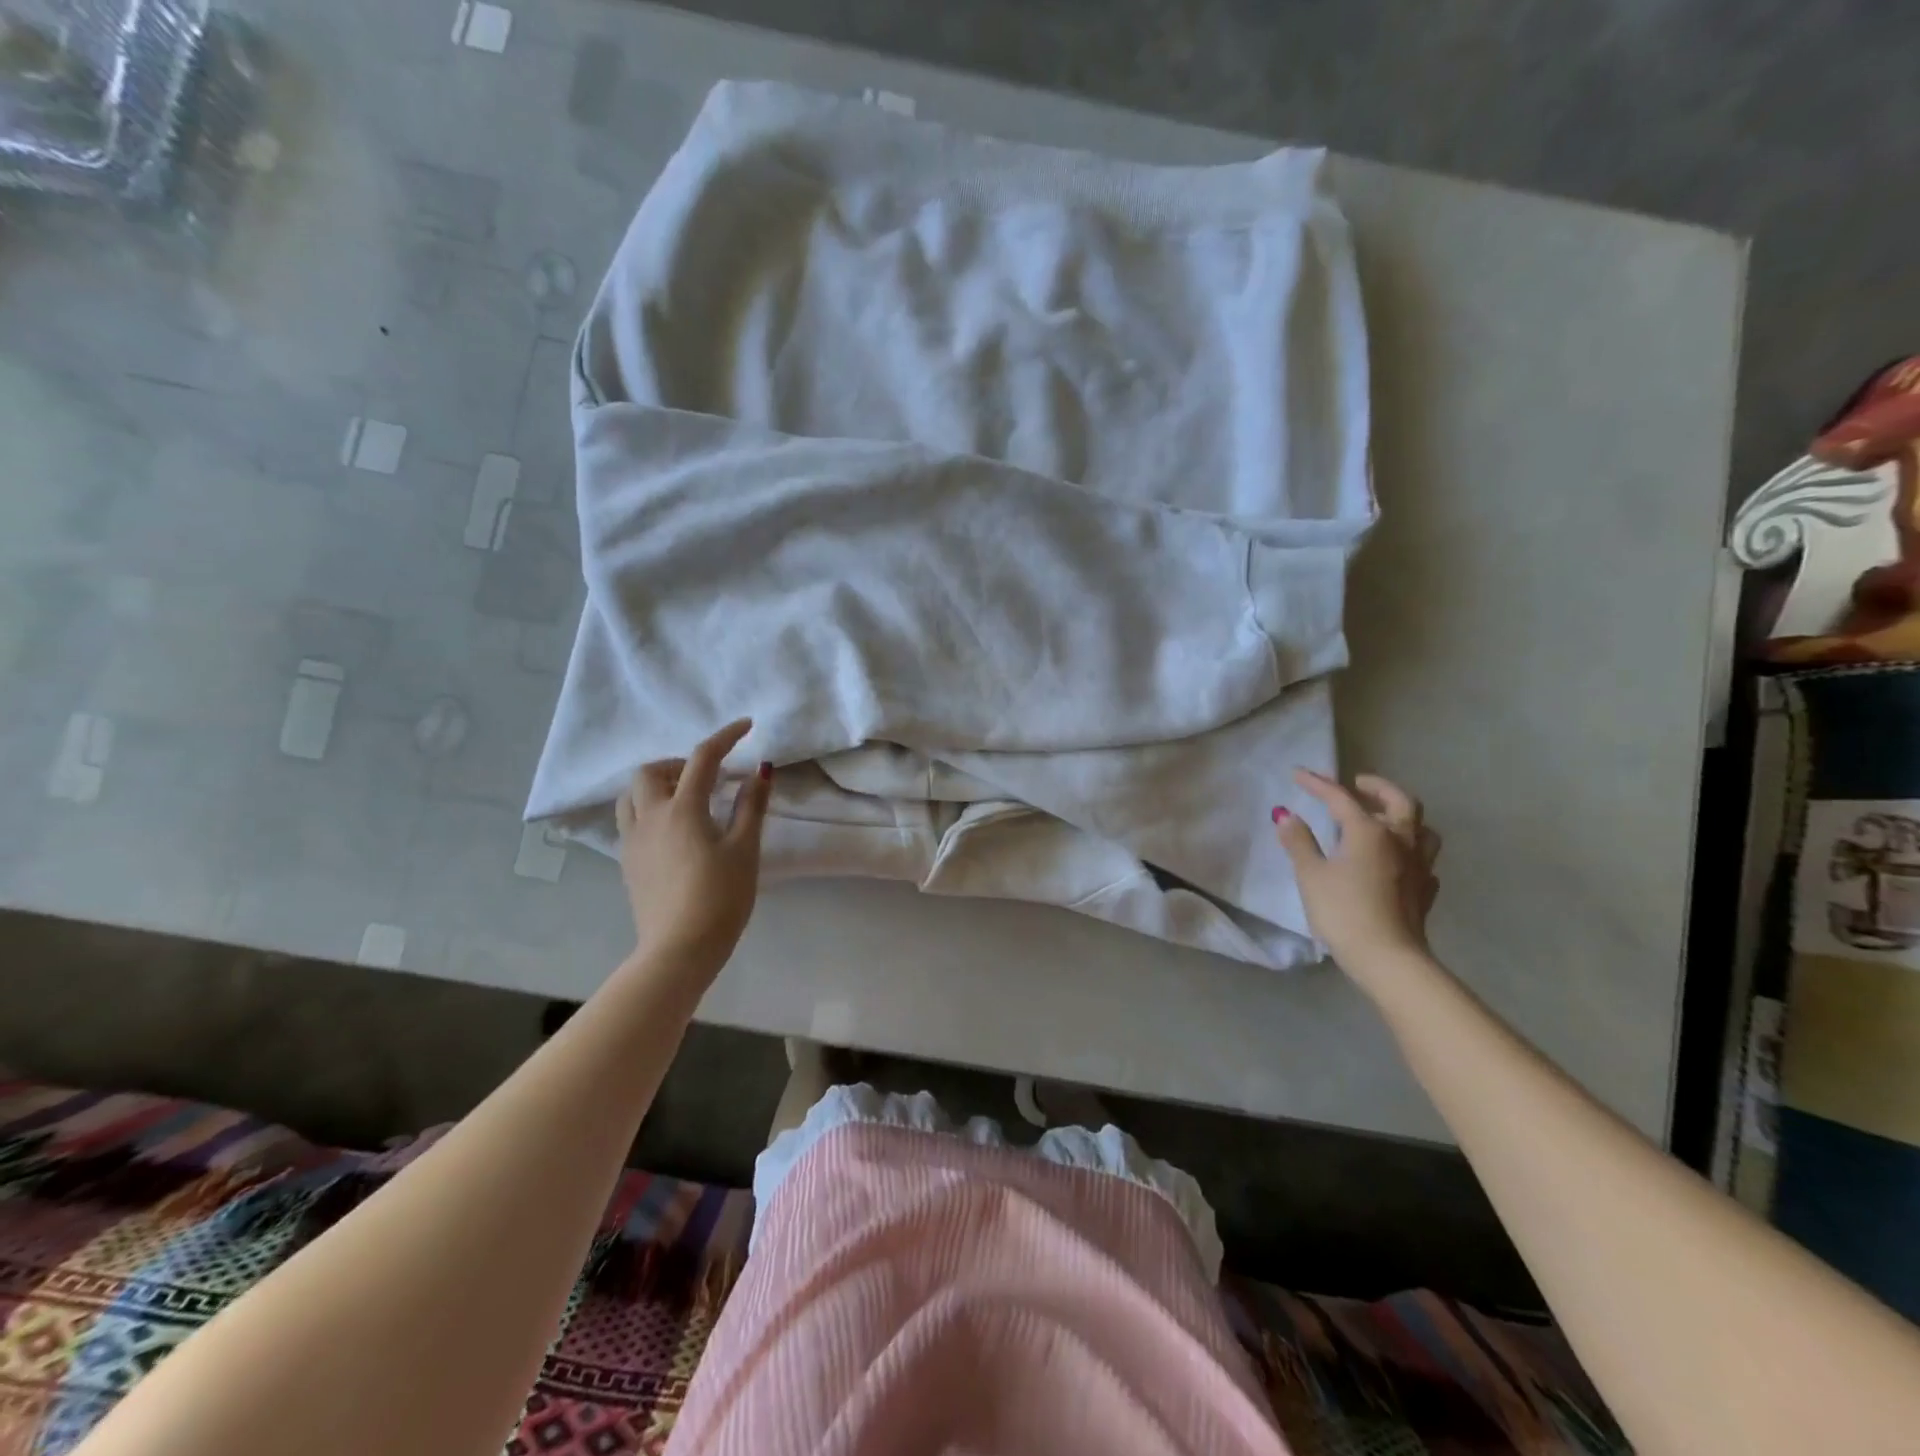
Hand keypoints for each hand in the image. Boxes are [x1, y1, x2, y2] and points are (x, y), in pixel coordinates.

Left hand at [617, 718, 771, 964]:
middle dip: (679, 763)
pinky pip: (630, 820)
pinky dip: (649, 809)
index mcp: (682, 809)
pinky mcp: (627, 863)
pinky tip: (673, 831)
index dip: (726, 737)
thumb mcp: (744, 850)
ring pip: (632, 795)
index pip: (703, 758)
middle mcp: (650, 817)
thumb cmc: (720, 898)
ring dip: (657, 785)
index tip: (746, 726)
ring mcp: (632, 841)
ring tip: (686, 799)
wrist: (678, 950)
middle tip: (709, 777)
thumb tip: (760, 771)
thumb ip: (751, 807)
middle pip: (651, 771)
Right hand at [1274, 769, 1440, 984]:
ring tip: (1384, 818)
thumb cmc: (1343, 911)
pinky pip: (1424, 860)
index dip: (1318, 784)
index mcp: (1369, 831)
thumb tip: (1287, 815)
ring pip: (1421, 828)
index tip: (1298, 774)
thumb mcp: (1311, 875)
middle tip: (1358, 783)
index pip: (1341, 798)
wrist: (1388, 958)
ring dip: (1403, 816)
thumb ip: (1299, 842)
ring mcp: (1419, 865)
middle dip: (1377, 787)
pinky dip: (1410, 851)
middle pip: (1398, 801)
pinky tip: (1397, 860)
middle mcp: (1400, 840)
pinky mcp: (1426, 890)